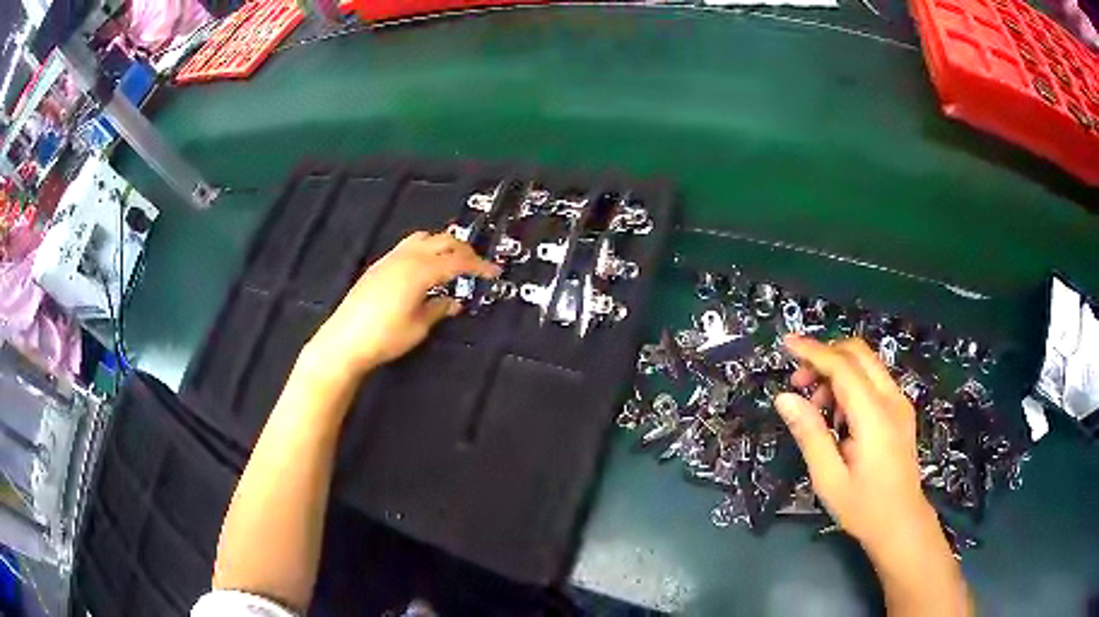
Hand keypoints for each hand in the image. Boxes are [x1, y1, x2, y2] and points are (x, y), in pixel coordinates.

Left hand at [303, 231, 499, 378]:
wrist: (344, 340)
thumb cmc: (384, 337)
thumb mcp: (418, 327)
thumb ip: (438, 309)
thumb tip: (453, 302)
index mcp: (420, 271)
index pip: (457, 262)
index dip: (478, 266)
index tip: (494, 272)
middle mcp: (406, 258)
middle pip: (442, 242)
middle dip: (464, 251)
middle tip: (477, 266)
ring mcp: (390, 259)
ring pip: (424, 238)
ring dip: (443, 245)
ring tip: (453, 260)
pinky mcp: (379, 266)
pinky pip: (408, 246)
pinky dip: (426, 248)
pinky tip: (426, 266)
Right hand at [774, 335, 936, 556]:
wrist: (902, 524)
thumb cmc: (864, 508)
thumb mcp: (829, 478)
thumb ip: (810, 434)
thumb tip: (784, 398)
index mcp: (874, 416)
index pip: (843, 367)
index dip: (813, 351)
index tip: (786, 343)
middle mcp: (892, 399)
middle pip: (858, 353)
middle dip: (825, 357)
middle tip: (798, 384)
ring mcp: (900, 403)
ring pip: (866, 365)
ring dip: (837, 373)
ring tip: (816, 409)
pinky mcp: (901, 411)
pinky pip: (873, 382)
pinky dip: (851, 385)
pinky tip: (839, 418)